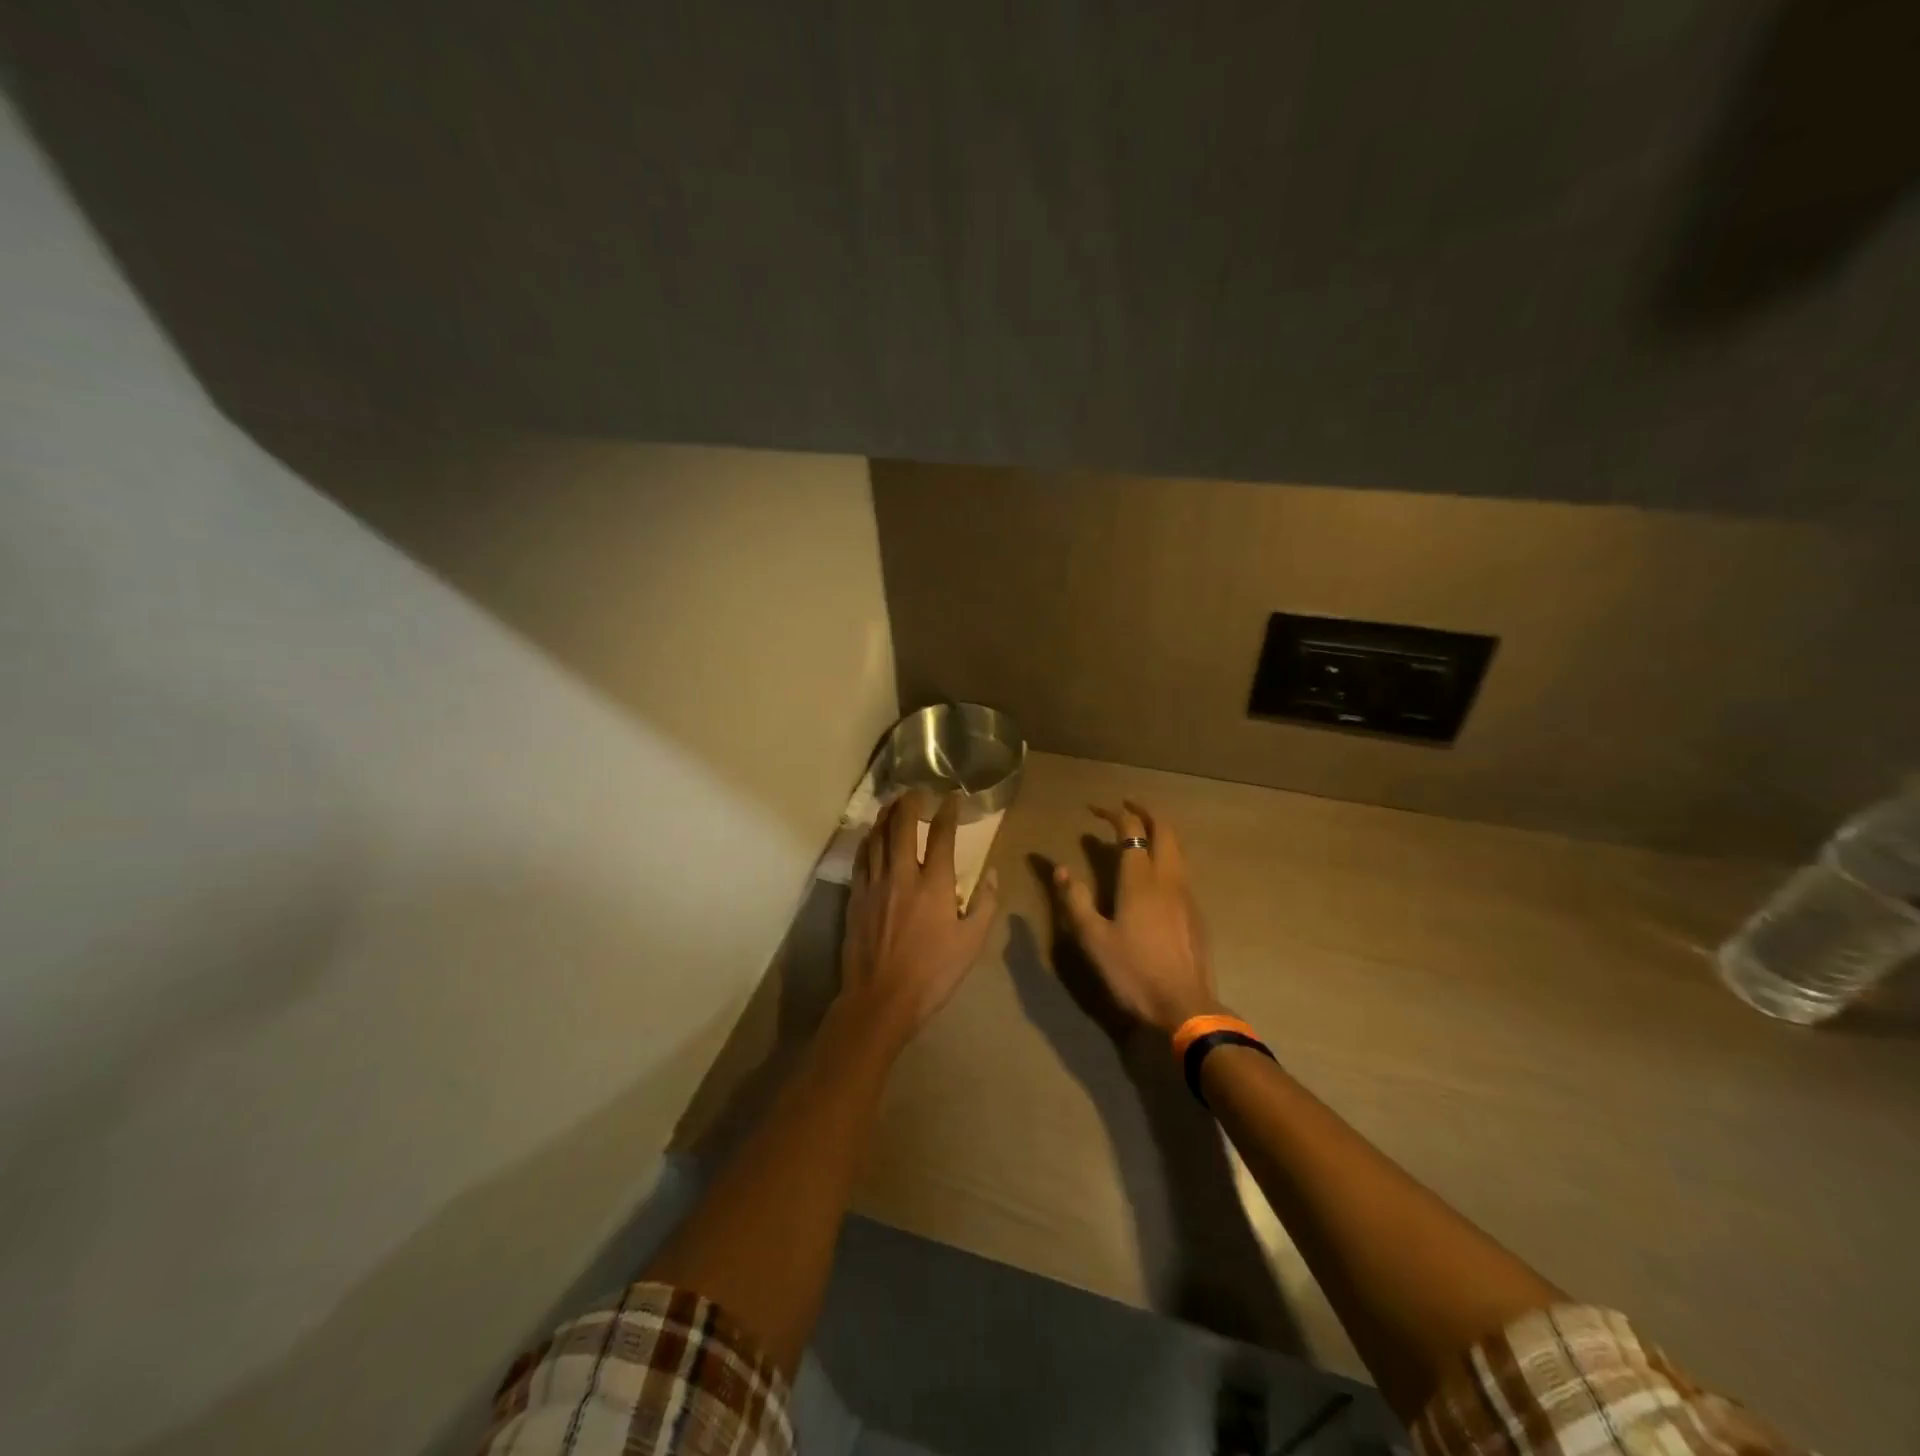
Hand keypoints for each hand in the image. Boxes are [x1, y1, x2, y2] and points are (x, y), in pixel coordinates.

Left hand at [837, 791, 999, 1053]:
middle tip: (915, 790)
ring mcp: (875, 884)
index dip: (947, 812)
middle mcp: (902, 874)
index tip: (951, 798)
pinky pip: (861, 858)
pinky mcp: (856, 897)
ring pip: (877, 837)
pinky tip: (871, 835)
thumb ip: (985, 904)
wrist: (881, 999)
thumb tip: (994, 874)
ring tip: (892, 802)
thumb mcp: (971, 943)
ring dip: (885, 816)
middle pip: (902, 826)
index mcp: (934, 884)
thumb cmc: (933, 973)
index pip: (941, 836)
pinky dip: (868, 840)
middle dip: (909, 803)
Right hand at [1051, 800, 1222, 1034]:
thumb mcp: (1093, 939)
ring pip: (1177, 849)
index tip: (1094, 810)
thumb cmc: (1133, 972)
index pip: (1131, 830)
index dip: (1114, 814)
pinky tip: (1154, 875)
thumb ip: (1076, 901)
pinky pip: (1181, 870)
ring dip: (1159, 832)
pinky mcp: (1196, 913)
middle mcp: (1168, 878)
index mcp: (1140, 880)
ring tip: (1139, 833)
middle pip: (1164, 830)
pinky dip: (1167, 856)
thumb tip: (1061, 869)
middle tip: (1125, 807)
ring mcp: (1187, 895)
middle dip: (1145, 812)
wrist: (1185, 1007)